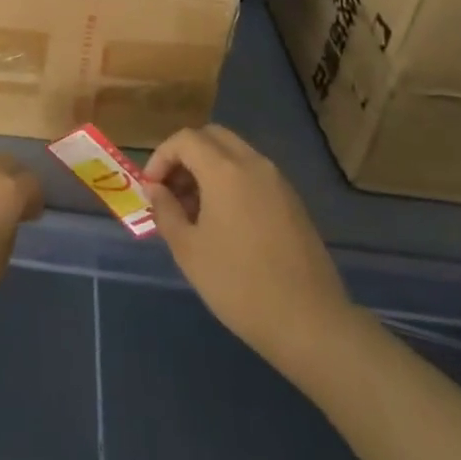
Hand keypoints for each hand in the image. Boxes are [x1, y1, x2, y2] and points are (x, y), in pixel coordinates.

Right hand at [143, 125, 356, 368]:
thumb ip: (166, 211)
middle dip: (185, 155)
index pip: (185, 139)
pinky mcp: (293, 202)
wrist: (309, 322)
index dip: (161, 157)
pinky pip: (254, 174)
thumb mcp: (188, 250)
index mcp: (225, 171)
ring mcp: (278, 182)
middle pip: (212, 137)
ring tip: (194, 210)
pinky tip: (224, 222)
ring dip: (208, 167)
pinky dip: (231, 181)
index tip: (151, 189)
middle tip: (171, 190)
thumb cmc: (239, 284)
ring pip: (235, 154)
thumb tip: (157, 190)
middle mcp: (254, 164)